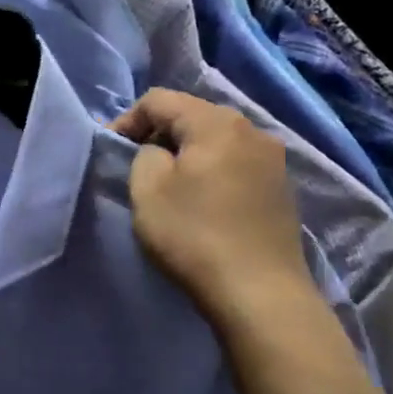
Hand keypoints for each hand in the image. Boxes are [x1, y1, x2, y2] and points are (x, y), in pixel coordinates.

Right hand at [112, 89, 311, 328]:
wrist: (260, 293)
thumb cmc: (194, 236)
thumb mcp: (147, 190)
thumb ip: (144, 155)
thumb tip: (159, 152)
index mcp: (216, 122)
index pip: (159, 100)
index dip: (127, 119)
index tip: (111, 151)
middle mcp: (252, 129)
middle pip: (192, 115)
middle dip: (159, 135)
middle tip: (136, 166)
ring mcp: (273, 159)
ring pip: (217, 140)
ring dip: (187, 154)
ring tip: (168, 185)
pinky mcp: (281, 188)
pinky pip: (236, 164)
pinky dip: (212, 172)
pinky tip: (202, 202)